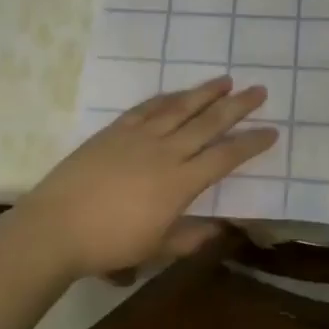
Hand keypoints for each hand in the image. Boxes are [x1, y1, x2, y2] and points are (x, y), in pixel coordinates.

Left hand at [15, 76, 277, 279]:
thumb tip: (221, 229)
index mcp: (180, 182)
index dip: (251, 143)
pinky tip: (178, 92)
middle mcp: (166, 151)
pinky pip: (148, 107)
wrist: (56, 227)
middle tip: (259, 90)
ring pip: (180, 107)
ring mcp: (139, 137)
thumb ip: (190, 237)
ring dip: (205, 92)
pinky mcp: (115, 131)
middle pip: (209, 122)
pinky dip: (167, 97)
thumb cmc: (109, 244)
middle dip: (237, 106)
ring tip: (226, 80)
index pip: (225, 157)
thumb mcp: (156, 249)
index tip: (272, 131)